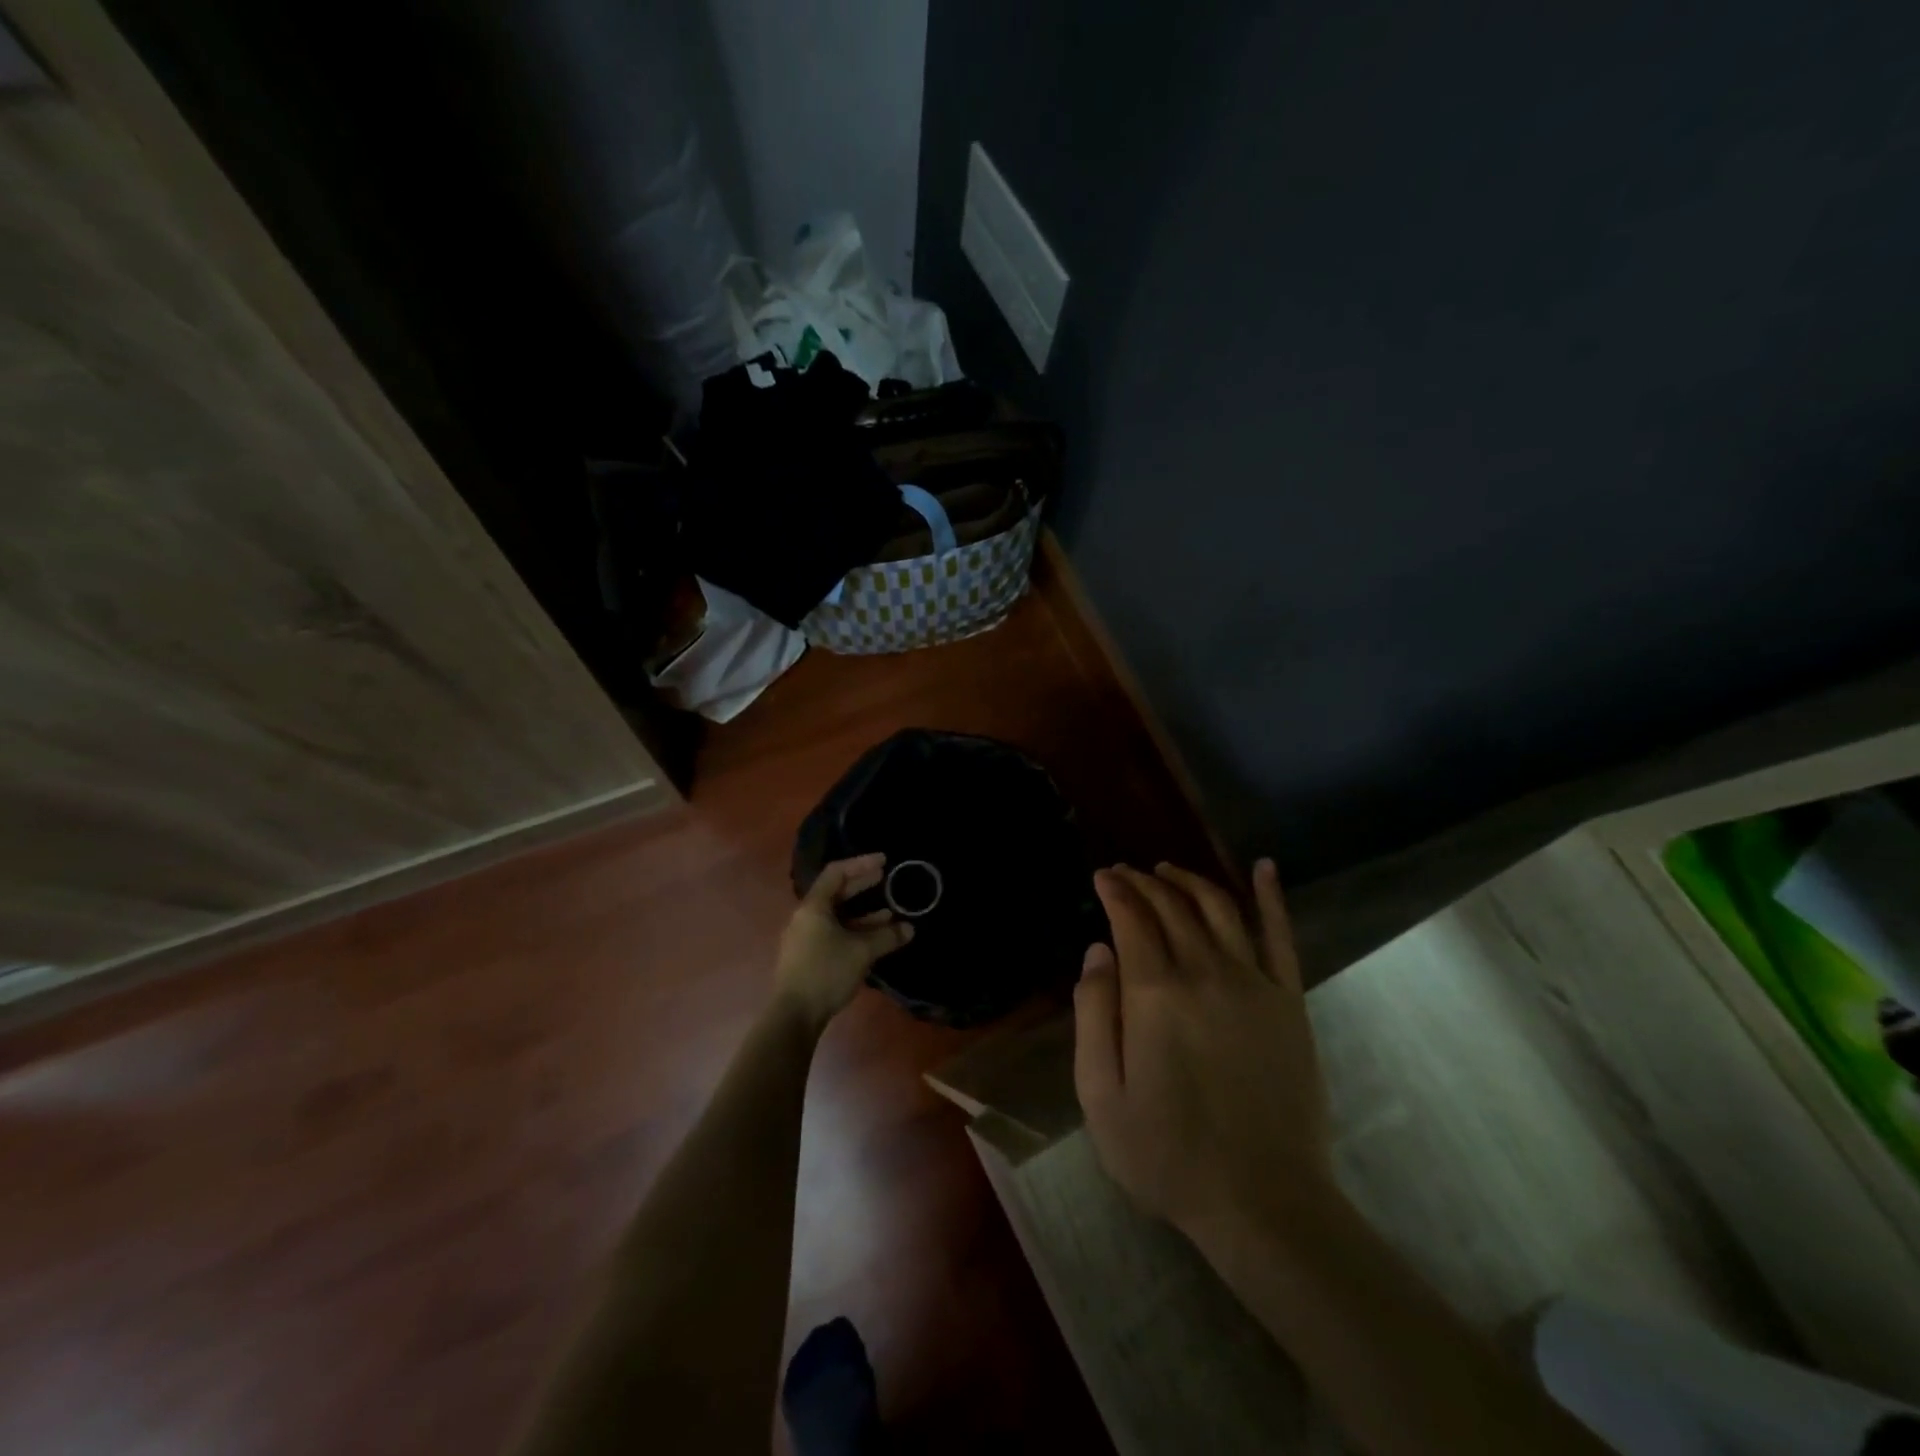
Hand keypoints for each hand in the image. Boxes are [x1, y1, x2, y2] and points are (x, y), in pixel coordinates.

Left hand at [775, 854, 913, 1031]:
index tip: (884, 861)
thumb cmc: (826, 973)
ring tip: (888, 911)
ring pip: (836, 915)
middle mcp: (806, 916)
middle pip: (835, 892)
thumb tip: (909, 928)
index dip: (861, 864)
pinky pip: (834, 932)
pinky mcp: (808, 955)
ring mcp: (805, 937)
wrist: (794, 1015)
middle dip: (862, 885)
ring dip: (862, 911)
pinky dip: (854, 929)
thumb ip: (886, 936)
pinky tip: (874, 937)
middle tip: (885, 878)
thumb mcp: (861, 952)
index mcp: (813, 907)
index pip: (836, 873)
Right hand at [1072, 859, 1336, 1242]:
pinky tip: (1263, 867)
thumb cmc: (1167, 1153)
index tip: (1101, 876)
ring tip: (1168, 871)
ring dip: (1190, 881)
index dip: (1115, 890)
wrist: (1263, 1201)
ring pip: (1219, 907)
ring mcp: (1254, 982)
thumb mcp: (1101, 1095)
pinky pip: (1280, 934)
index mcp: (1155, 993)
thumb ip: (1093, 1014)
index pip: (1132, 918)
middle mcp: (1205, 971)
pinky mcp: (1289, 1000)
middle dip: (1144, 881)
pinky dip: (1270, 896)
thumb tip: (1097, 951)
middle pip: (1172, 906)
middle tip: (1126, 874)